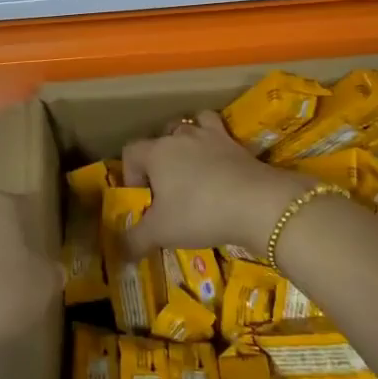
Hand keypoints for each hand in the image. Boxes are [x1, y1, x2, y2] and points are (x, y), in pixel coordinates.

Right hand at [121, 111, 313, 255]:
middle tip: (166, 187)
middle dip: (158, 158)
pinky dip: (214, 140)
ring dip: (186, 141)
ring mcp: (210, 136)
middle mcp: (180, 136)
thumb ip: (135, 240)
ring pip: (190, 126)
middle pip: (160, 137)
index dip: (130, 174)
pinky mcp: (236, 143)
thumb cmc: (199, 213)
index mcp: (156, 152)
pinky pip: (219, 131)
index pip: (131, 152)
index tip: (142, 199)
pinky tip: (218, 159)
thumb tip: (120, 252)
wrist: (257, 204)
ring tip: (191, 166)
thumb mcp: (161, 232)